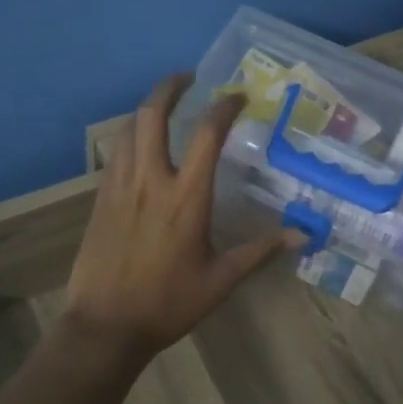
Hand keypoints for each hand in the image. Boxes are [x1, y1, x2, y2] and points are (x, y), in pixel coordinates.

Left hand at [66, 74, 293, 358]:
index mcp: (186, 197)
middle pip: (152, 114)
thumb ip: (260, 251)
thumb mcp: (221, 280)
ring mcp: (119, 187)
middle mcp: (150, 180)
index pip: (207, 134)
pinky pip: (114, 154)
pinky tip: (139, 147)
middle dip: (170, 87)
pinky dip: (129, 137)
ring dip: (146, 110)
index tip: (237, 96)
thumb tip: (302, 236)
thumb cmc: (168, 303)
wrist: (105, 325)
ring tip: (163, 108)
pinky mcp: (100, 199)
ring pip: (127, 129)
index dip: (224, 107)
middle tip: (187, 78)